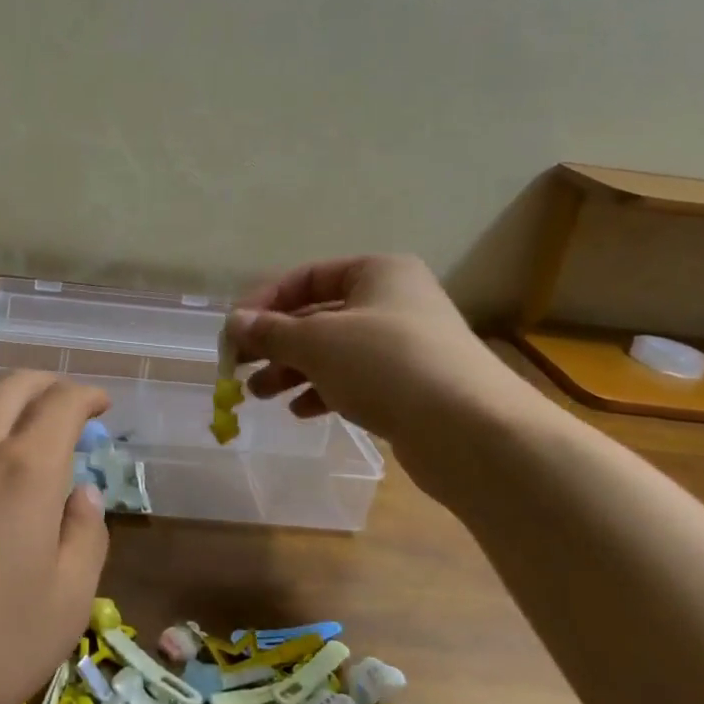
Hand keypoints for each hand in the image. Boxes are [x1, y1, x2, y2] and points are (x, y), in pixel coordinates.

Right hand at [226, 255, 530, 484]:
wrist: (470, 430)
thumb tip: (233, 323)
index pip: (306, 277)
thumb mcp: (316, 342)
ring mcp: (405, 346)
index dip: (264, 302)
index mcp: (378, 272)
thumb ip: (270, 331)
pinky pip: (354, 380)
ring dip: (292, 370)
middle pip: (318, 316)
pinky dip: (322, 391)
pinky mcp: (410, 386)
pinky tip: (299, 412)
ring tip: (259, 394)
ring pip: (333, 351)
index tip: (234, 331)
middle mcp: (393, 302)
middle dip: (275, 342)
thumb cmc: (386, 364)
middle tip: (239, 366)